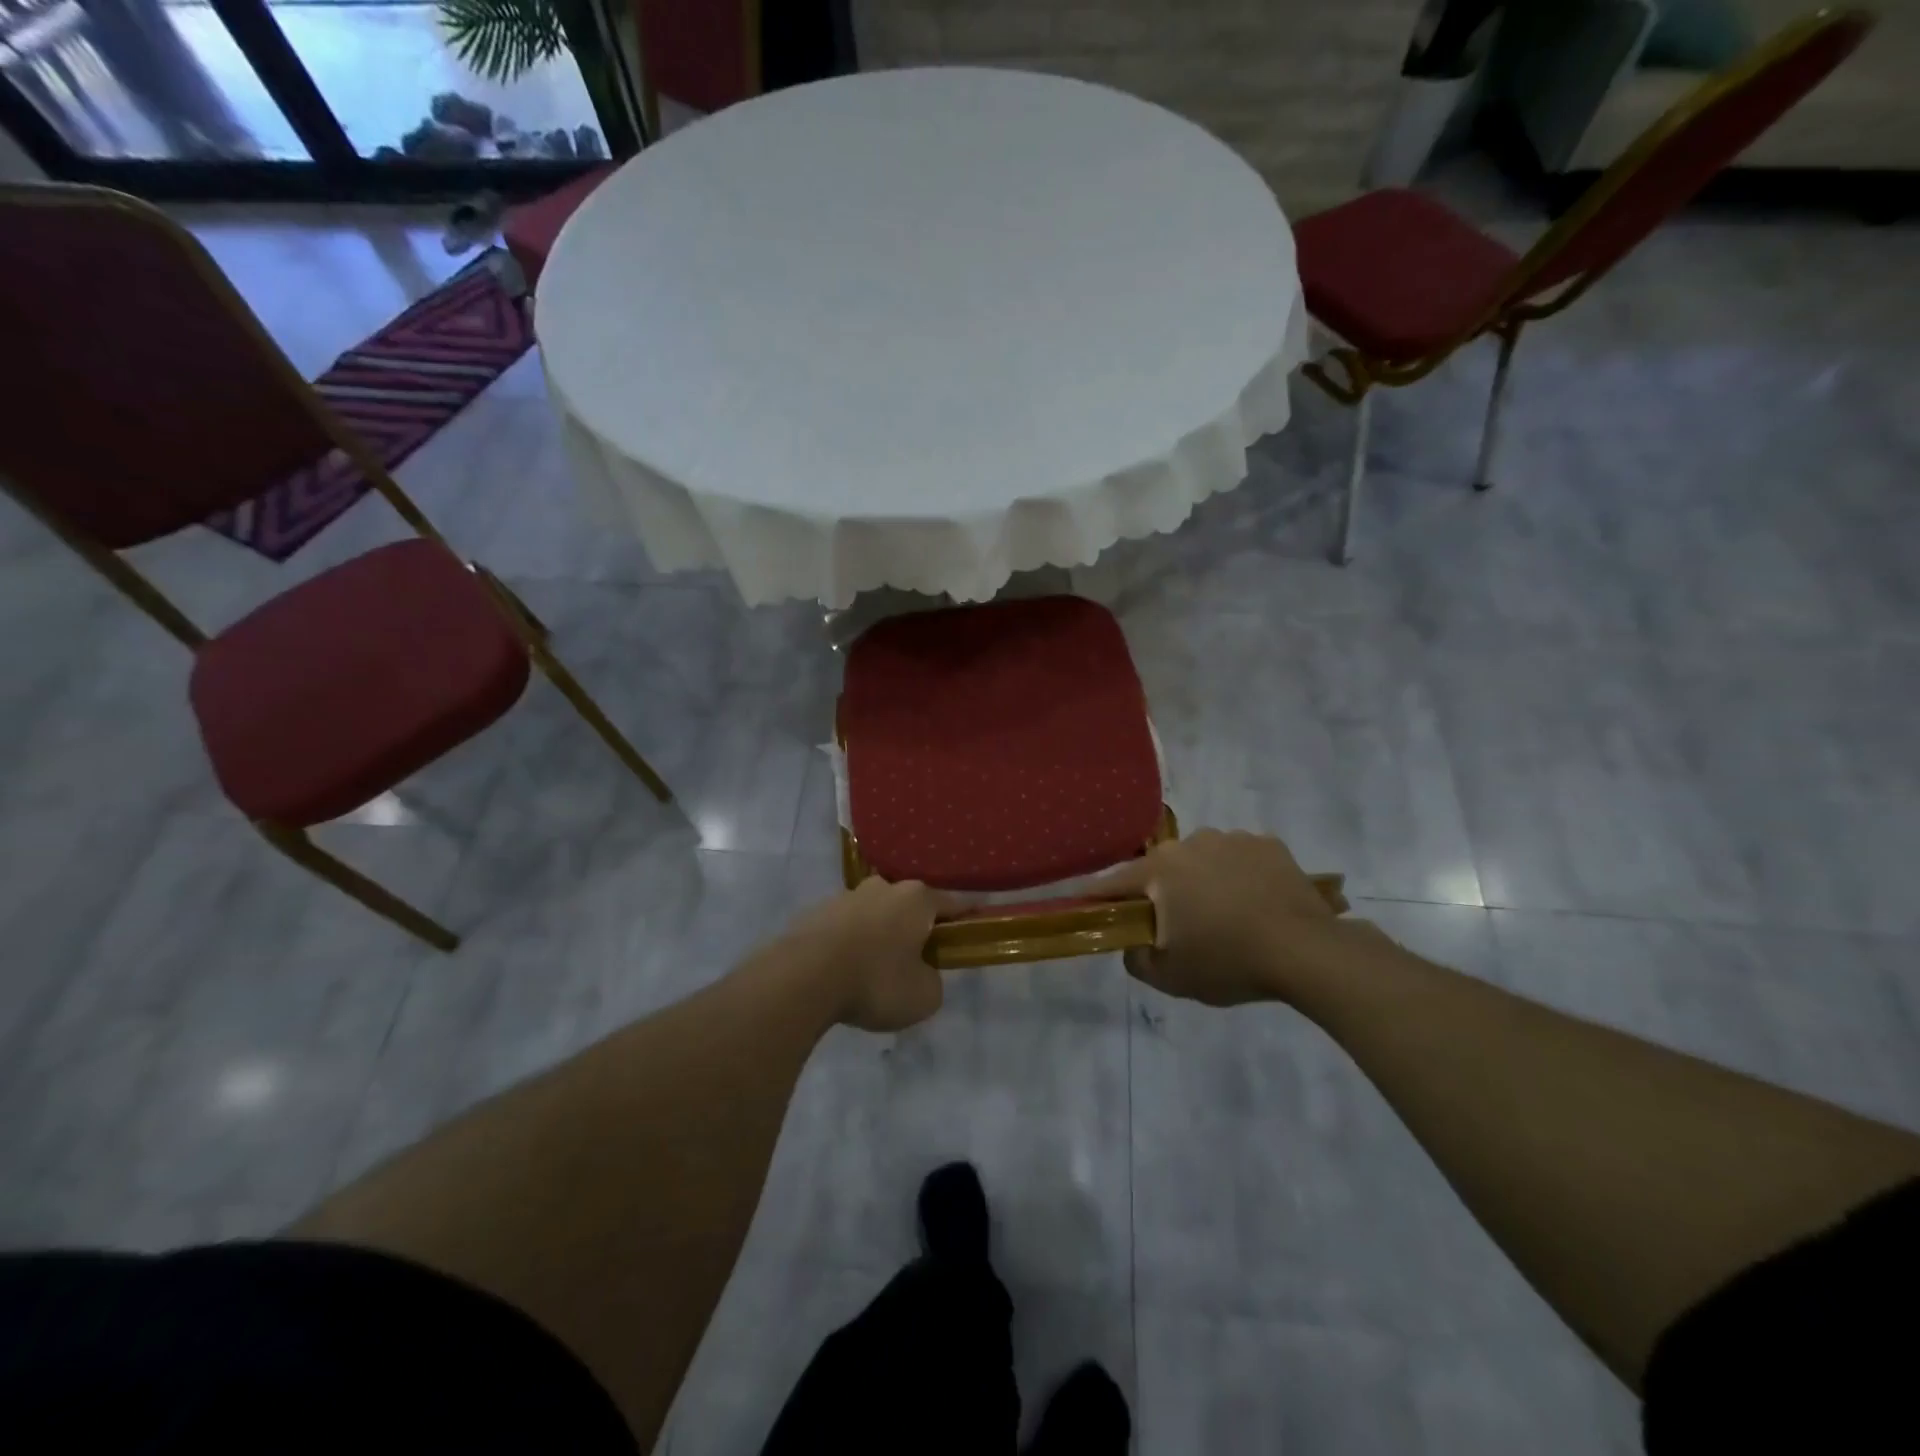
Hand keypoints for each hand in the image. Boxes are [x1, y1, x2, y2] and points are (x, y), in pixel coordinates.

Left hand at [779, 878, 972, 1031]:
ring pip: (875, 914)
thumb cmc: (875, 982)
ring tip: (875, 970)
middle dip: (917, 926)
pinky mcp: (816, 912)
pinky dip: (851, 944)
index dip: (967, 916)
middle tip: (919, 958)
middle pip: (910, 905)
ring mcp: (846, 896)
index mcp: (917, 899)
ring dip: (880, 934)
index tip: (975, 924)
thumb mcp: (924, 996)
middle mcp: (884, 888)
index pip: (953, 903)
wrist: (803, 978)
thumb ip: (933, 981)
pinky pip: (845, 928)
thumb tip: (922, 973)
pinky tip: (845, 971)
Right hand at [1087, 830, 1351, 1006]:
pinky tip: (1255, 903)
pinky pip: (1240, 859)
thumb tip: (1132, 942)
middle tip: (1177, 925)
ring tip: (1225, 915)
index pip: (1115, 882)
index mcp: (1160, 869)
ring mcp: (1232, 838)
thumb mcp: (1169, 977)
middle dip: (1163, 892)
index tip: (1086, 904)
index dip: (1098, 896)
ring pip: (1203, 860)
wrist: (1306, 952)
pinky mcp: (1268, 844)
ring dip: (1203, 881)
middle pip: (1163, 869)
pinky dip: (1239, 876)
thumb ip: (1135, 958)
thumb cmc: (1228, 962)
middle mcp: (1191, 842)